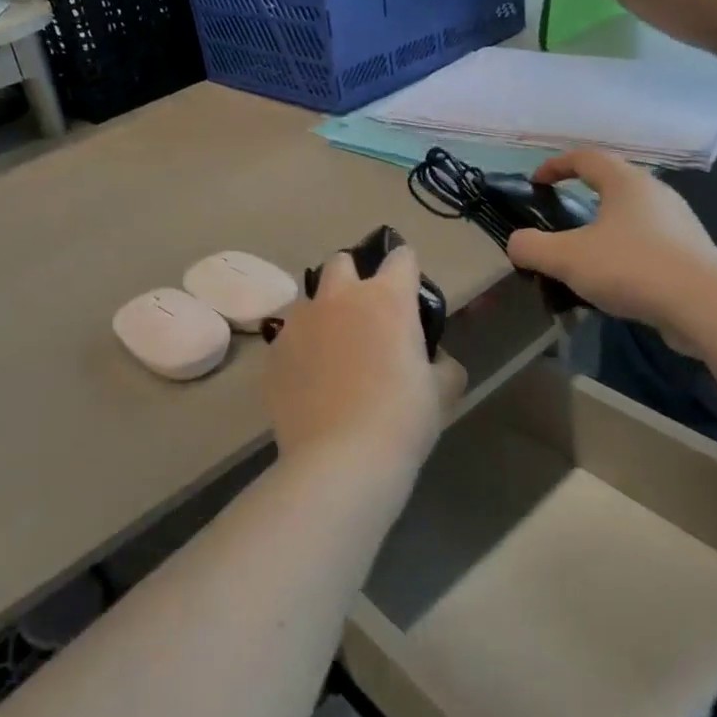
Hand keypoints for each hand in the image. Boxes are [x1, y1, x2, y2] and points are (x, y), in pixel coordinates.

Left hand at [264, 245, 462, 469]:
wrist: (341, 459)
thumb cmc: (403, 419)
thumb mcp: (442, 391)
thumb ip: (442, 364)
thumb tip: (434, 360)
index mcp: (386, 298)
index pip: (401, 257)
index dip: (407, 270)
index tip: (409, 292)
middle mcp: (339, 298)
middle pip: (341, 262)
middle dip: (353, 277)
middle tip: (365, 315)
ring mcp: (300, 323)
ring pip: (309, 299)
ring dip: (322, 313)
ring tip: (332, 351)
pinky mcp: (274, 352)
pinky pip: (288, 338)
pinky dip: (300, 349)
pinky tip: (309, 381)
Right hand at [506, 151, 716, 339]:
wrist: (705, 304)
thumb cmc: (631, 266)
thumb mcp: (566, 257)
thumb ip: (531, 247)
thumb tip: (516, 244)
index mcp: (626, 182)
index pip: (586, 158)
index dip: (556, 166)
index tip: (536, 182)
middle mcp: (655, 194)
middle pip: (613, 185)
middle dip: (583, 198)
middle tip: (560, 220)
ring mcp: (678, 224)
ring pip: (632, 218)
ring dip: (606, 230)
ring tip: (585, 257)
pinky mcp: (692, 254)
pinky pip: (649, 245)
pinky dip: (626, 255)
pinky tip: (615, 282)